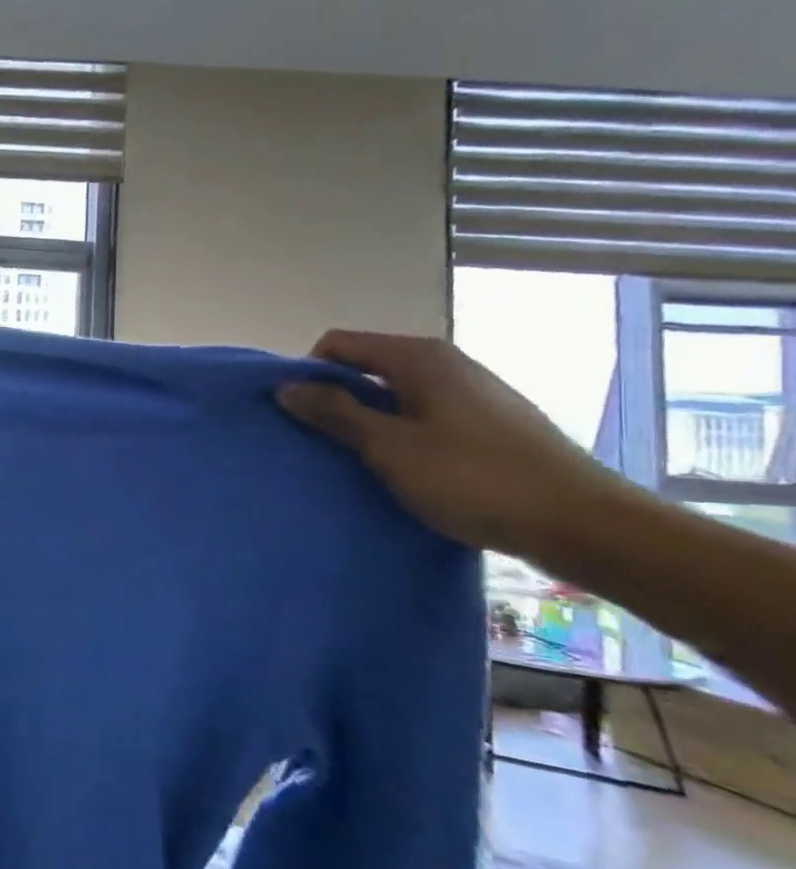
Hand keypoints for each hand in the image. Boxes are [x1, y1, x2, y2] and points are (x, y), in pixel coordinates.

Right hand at [276, 330, 629, 558]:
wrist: (583, 524)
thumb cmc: (474, 479)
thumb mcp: (389, 447)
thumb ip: (335, 413)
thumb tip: (286, 386)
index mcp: (419, 358)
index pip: (339, 344)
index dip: (309, 373)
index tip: (298, 414)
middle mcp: (447, 362)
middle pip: (367, 366)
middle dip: (336, 398)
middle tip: (320, 441)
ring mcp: (473, 391)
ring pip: (395, 394)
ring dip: (367, 420)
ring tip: (357, 459)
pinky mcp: (489, 422)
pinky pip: (424, 414)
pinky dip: (400, 433)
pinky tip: (403, 468)